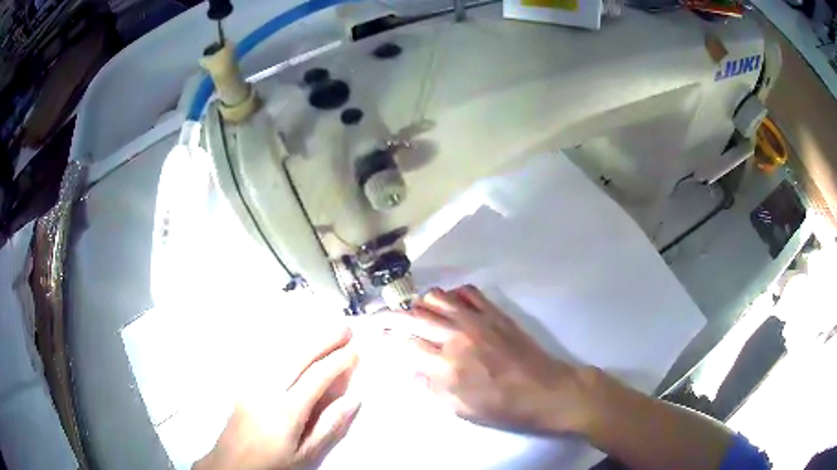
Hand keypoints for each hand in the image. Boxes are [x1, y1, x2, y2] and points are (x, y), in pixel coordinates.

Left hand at [195, 325, 360, 469]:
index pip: (316, 377)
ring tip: (326, 330)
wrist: (232, 462)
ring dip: (305, 339)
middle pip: (298, 357)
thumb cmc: (273, 461)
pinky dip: (285, 345)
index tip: (355, 351)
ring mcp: (251, 382)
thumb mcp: (306, 453)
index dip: (337, 362)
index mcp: (286, 410)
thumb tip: (353, 400)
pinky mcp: (244, 382)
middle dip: (323, 340)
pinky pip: (267, 356)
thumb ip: (329, 426)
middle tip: (345, 329)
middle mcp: (267, 389)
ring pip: (280, 352)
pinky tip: (296, 342)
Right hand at [387, 285, 592, 433]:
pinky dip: (452, 295)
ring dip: (420, 304)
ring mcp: (477, 320)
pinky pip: (467, 292)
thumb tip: (410, 369)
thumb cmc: (502, 407)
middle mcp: (456, 336)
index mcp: (446, 365)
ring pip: (437, 297)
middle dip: (390, 316)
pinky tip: (451, 306)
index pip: (404, 344)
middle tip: (380, 318)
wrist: (545, 390)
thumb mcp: (461, 409)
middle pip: (413, 316)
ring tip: (417, 314)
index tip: (375, 336)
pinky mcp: (494, 312)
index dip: (385, 339)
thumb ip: (432, 386)